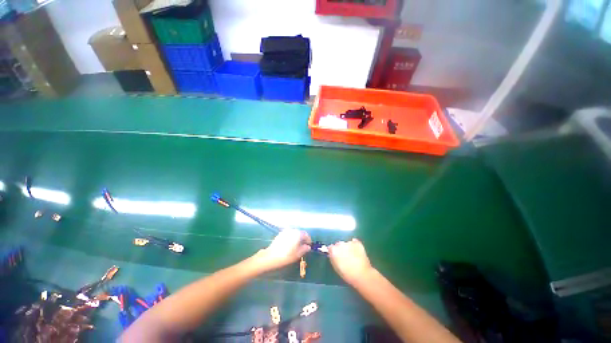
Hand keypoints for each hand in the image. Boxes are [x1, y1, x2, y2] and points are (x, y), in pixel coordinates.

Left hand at [256, 229, 311, 271]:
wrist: (271, 256)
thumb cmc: (286, 256)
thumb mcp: (297, 254)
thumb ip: (304, 249)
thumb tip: (308, 247)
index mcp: (298, 234)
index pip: (306, 235)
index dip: (309, 240)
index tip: (309, 245)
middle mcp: (292, 230)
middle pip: (300, 233)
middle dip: (303, 238)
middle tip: (303, 246)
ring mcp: (286, 231)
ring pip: (294, 233)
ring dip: (297, 238)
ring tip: (296, 246)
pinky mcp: (280, 234)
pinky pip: (288, 234)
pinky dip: (291, 238)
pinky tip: (289, 244)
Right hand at [328, 238, 372, 285]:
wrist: (362, 275)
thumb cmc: (347, 274)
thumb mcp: (336, 268)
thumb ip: (333, 258)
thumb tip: (332, 254)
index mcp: (333, 250)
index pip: (330, 247)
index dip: (333, 252)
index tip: (336, 256)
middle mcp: (340, 244)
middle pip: (338, 244)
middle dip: (340, 249)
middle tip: (345, 257)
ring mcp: (349, 242)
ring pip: (346, 243)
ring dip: (347, 247)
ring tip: (352, 255)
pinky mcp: (357, 243)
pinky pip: (354, 242)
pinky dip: (354, 245)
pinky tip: (356, 252)